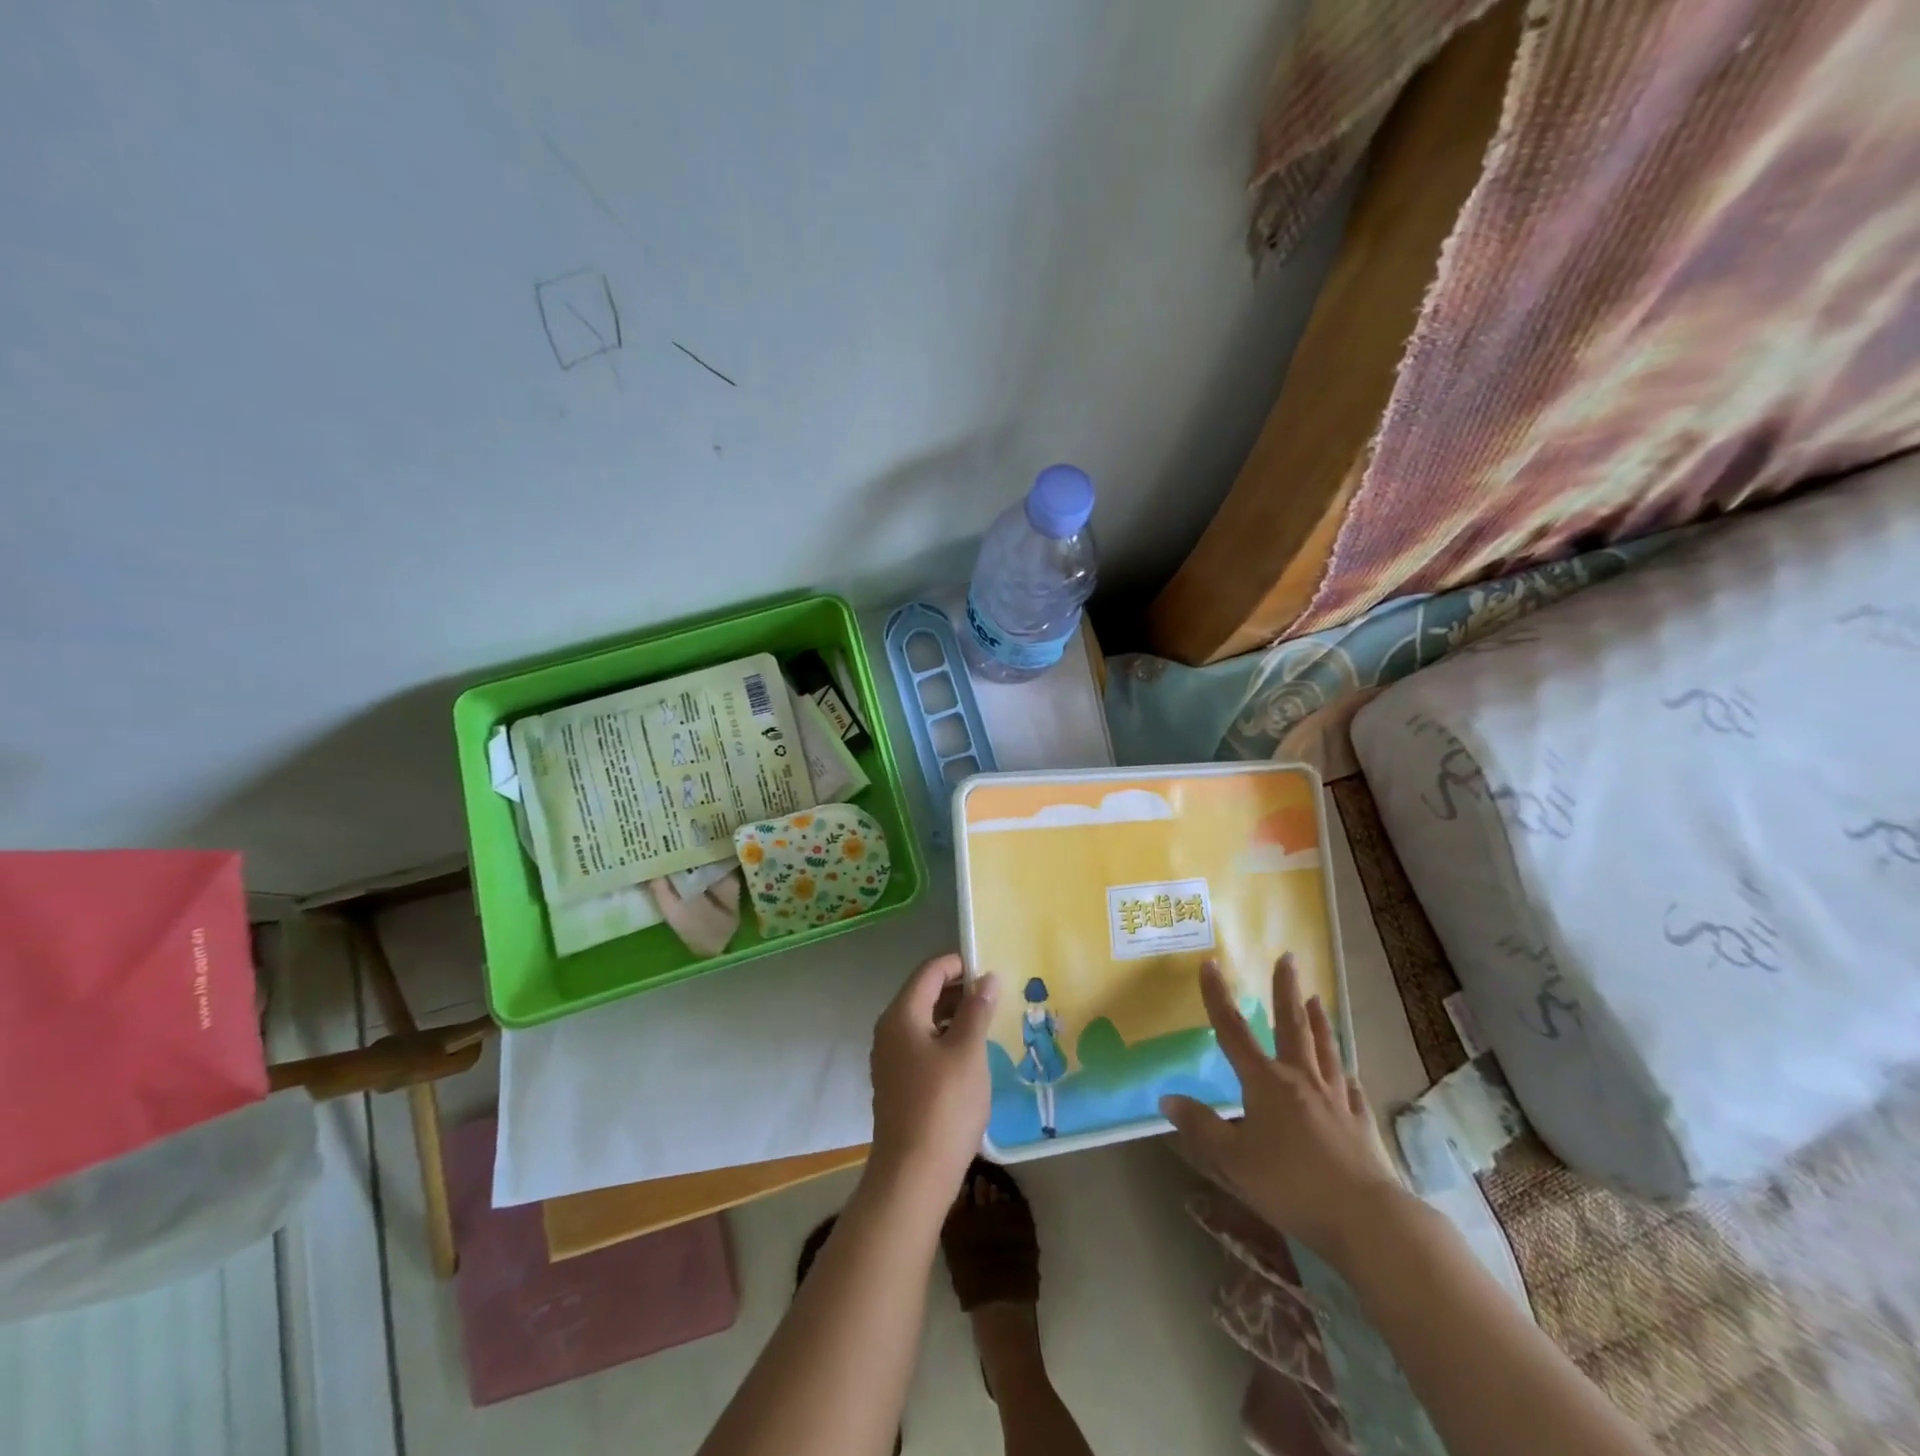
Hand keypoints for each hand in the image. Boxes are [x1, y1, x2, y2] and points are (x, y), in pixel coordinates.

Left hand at [868, 954, 997, 1199]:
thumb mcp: (968, 1052)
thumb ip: (978, 1010)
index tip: (991, 967)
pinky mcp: (898, 1083)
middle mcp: (889, 1030)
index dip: (959, 963)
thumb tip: (988, 978)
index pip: (929, 971)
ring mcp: (891, 1059)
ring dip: (955, 1015)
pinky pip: (923, 1045)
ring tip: (990, 1020)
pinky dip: (946, 1038)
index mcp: (902, 1015)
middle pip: (924, 993)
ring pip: (925, 1021)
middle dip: (959, 989)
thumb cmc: (943, 1105)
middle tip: (996, 993)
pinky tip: (971, 1053)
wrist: (912, 1176)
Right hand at [1161, 955, 1403, 1263]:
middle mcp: (1301, 1079)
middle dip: (1286, 990)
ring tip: (1316, 997)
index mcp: (1265, 1083)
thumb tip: (1167, 1099)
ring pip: (1325, 1048)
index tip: (1211, 965)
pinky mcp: (1360, 1122)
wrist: (1366, 1219)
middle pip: (1292, 1025)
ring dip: (1319, 1020)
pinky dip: (1344, 1073)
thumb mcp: (1233, 1160)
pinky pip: (1350, 1087)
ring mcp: (1335, 1098)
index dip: (1218, 997)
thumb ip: (1200, 1127)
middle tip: (1289, 958)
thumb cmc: (1291, 1185)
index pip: (1233, 1031)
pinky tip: (1346, 1071)